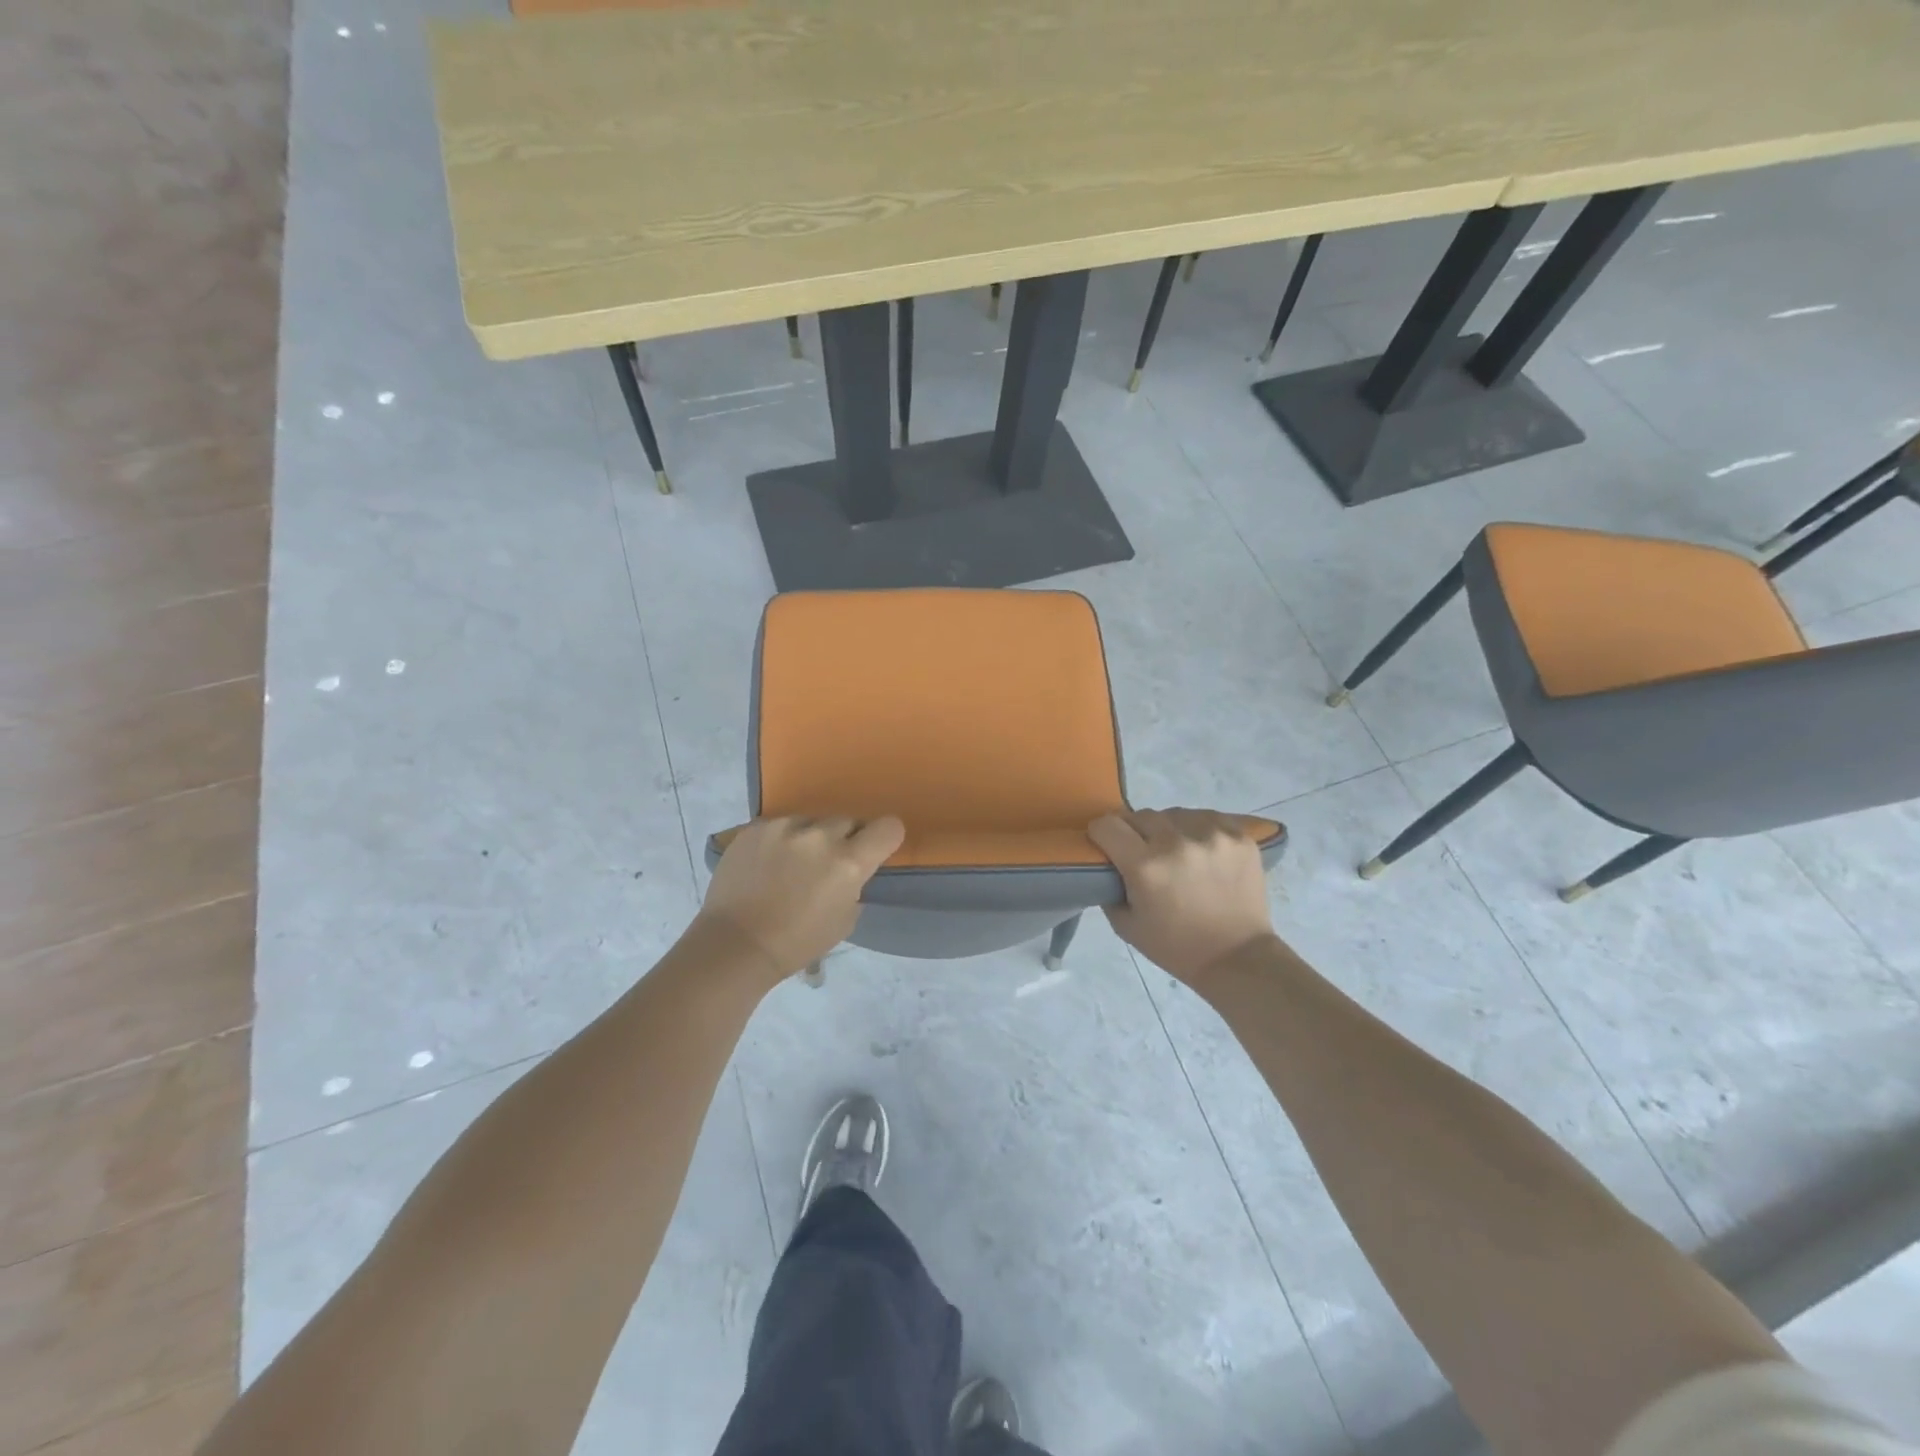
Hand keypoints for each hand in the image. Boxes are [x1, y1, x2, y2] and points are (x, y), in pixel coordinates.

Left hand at [695, 816, 905, 980]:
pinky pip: (781, 825)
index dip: (885, 838)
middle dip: (845, 840)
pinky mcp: (756, 827)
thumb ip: (855, 885)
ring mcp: (785, 827)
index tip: (874, 851)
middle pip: (849, 821)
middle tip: (828, 865)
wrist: (735, 944)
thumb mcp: (845, 920)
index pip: (888, 827)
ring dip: (811, 838)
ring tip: (791, 865)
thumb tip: (852, 870)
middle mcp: (820, 836)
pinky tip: (767, 864)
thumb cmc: (796, 943)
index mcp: (848, 862)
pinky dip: (781, 840)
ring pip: (813, 821)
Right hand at [1089, 808, 1279, 984]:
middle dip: (1135, 832)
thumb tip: (1106, 861)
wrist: (1238, 958)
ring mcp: (1213, 835)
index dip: (1101, 834)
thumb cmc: (1176, 947)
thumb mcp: (1126, 925)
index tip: (1107, 845)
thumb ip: (1108, 886)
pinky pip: (1206, 817)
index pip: (1108, 825)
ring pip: (1174, 814)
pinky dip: (1198, 830)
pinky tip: (1202, 852)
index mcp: (1146, 866)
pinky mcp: (1239, 835)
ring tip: (1177, 853)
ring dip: (1168, 829)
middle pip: (1140, 815)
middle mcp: (1177, 842)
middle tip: (1143, 854)